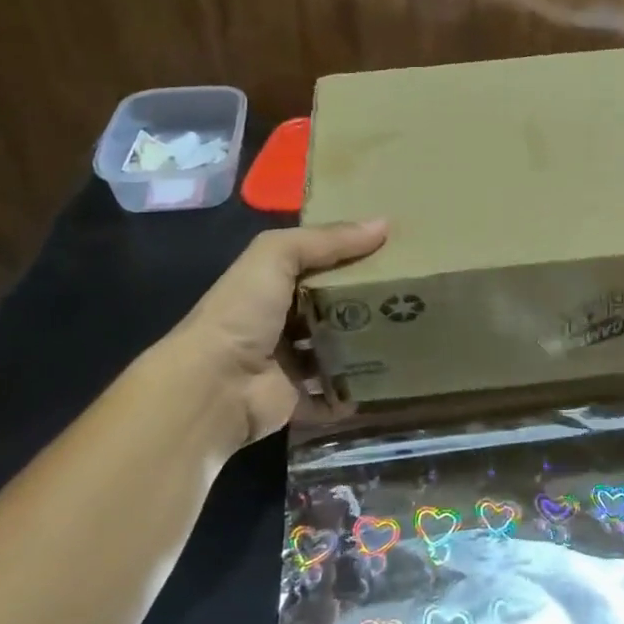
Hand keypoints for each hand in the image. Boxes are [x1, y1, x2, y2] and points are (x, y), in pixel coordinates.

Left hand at [156, 219, 388, 449]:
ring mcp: (286, 364)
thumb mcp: (277, 255)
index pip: (315, 264)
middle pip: (330, 308)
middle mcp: (277, 322)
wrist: (215, 386)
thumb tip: (384, 224)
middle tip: (409, 297)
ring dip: (363, 348)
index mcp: (269, 285)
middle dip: (364, 304)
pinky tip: (385, 381)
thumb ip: (326, 239)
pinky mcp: (296, 400)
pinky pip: (332, 397)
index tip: (392, 251)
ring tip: (407, 337)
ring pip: (334, 352)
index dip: (349, 255)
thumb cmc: (243, 313)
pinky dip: (353, 393)